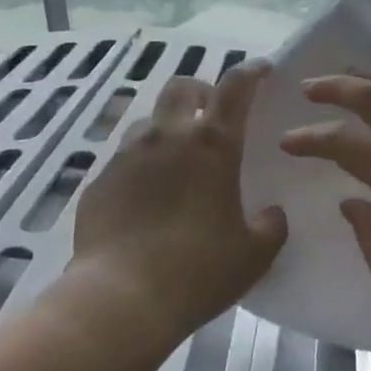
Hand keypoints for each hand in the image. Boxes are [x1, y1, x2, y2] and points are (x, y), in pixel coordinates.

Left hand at [70, 62, 287, 345]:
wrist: (118, 301)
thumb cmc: (196, 272)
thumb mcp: (253, 255)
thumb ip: (270, 227)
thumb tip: (272, 214)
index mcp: (212, 145)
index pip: (236, 86)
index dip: (251, 71)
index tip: (261, 69)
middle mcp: (168, 137)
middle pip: (182, 87)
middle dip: (200, 92)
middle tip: (210, 118)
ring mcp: (127, 156)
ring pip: (149, 122)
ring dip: (166, 130)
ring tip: (174, 164)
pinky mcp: (98, 182)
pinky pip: (123, 160)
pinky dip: (139, 168)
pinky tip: (144, 201)